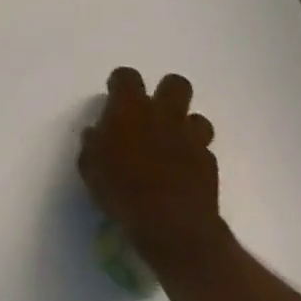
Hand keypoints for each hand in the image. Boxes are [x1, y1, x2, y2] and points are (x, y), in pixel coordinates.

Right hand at [78, 69, 223, 268]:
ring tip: (172, 145)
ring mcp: (191, 138)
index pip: (127, 76)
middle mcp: (163, 114)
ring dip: (185, 127)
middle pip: (176, 84)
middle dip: (167, 93)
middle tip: (153, 113)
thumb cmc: (120, 189)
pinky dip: (194, 157)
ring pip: (198, 118)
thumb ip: (93, 143)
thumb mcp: (90, 166)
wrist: (170, 225)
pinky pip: (204, 151)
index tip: (115, 98)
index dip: (121, 84)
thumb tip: (96, 133)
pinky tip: (184, 174)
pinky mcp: (210, 164)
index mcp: (129, 107)